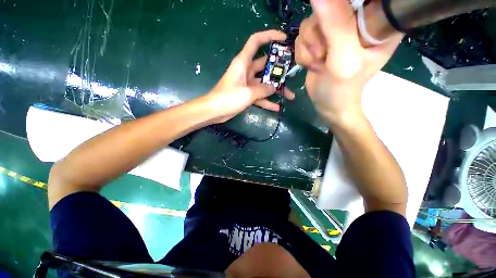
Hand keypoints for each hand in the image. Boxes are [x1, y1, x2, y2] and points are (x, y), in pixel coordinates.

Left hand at [204, 30, 294, 122]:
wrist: (212, 112)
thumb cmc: (226, 98)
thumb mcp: (247, 93)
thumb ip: (263, 89)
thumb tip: (274, 87)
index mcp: (243, 62)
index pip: (256, 41)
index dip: (269, 35)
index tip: (284, 38)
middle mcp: (246, 68)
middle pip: (266, 62)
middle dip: (280, 66)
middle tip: (294, 70)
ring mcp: (247, 80)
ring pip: (266, 80)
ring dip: (277, 87)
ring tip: (291, 95)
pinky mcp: (246, 92)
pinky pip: (260, 94)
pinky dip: (267, 99)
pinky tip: (277, 107)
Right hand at [295, 0, 401, 125]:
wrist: (330, 104)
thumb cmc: (345, 88)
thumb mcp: (345, 56)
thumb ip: (335, 23)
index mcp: (379, 28)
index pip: (368, 3)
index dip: (344, 10)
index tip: (338, 32)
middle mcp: (360, 23)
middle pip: (332, 5)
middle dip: (320, 30)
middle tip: (326, 53)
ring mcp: (342, 26)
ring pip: (314, 17)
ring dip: (310, 41)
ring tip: (321, 61)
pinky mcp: (326, 32)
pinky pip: (306, 27)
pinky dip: (305, 45)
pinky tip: (315, 60)